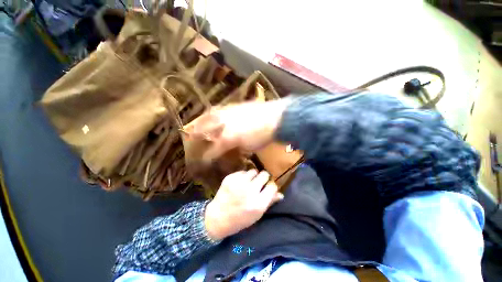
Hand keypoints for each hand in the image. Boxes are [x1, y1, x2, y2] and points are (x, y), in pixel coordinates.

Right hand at [184, 99, 290, 161]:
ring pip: (208, 117)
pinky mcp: (234, 106)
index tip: (202, 160)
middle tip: (190, 138)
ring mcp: (228, 113)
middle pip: (203, 129)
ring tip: (196, 125)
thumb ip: (237, 148)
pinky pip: (219, 109)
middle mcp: (223, 124)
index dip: (206, 156)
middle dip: (195, 135)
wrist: (275, 118)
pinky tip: (212, 115)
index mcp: (227, 138)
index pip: (212, 149)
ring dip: (201, 122)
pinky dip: (213, 113)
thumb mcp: (249, 147)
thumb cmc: (263, 136)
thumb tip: (229, 149)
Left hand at [204, 170, 283, 240]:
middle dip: (264, 178)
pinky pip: (242, 172)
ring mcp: (239, 183)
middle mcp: (249, 191)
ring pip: (254, 171)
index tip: (268, 187)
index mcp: (258, 203)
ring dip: (253, 176)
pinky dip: (243, 176)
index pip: (272, 186)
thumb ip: (269, 202)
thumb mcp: (257, 215)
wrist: (217, 218)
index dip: (271, 186)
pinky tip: (239, 183)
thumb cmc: (239, 219)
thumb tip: (281, 194)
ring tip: (249, 183)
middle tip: (259, 183)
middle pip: (264, 174)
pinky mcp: (230, 178)